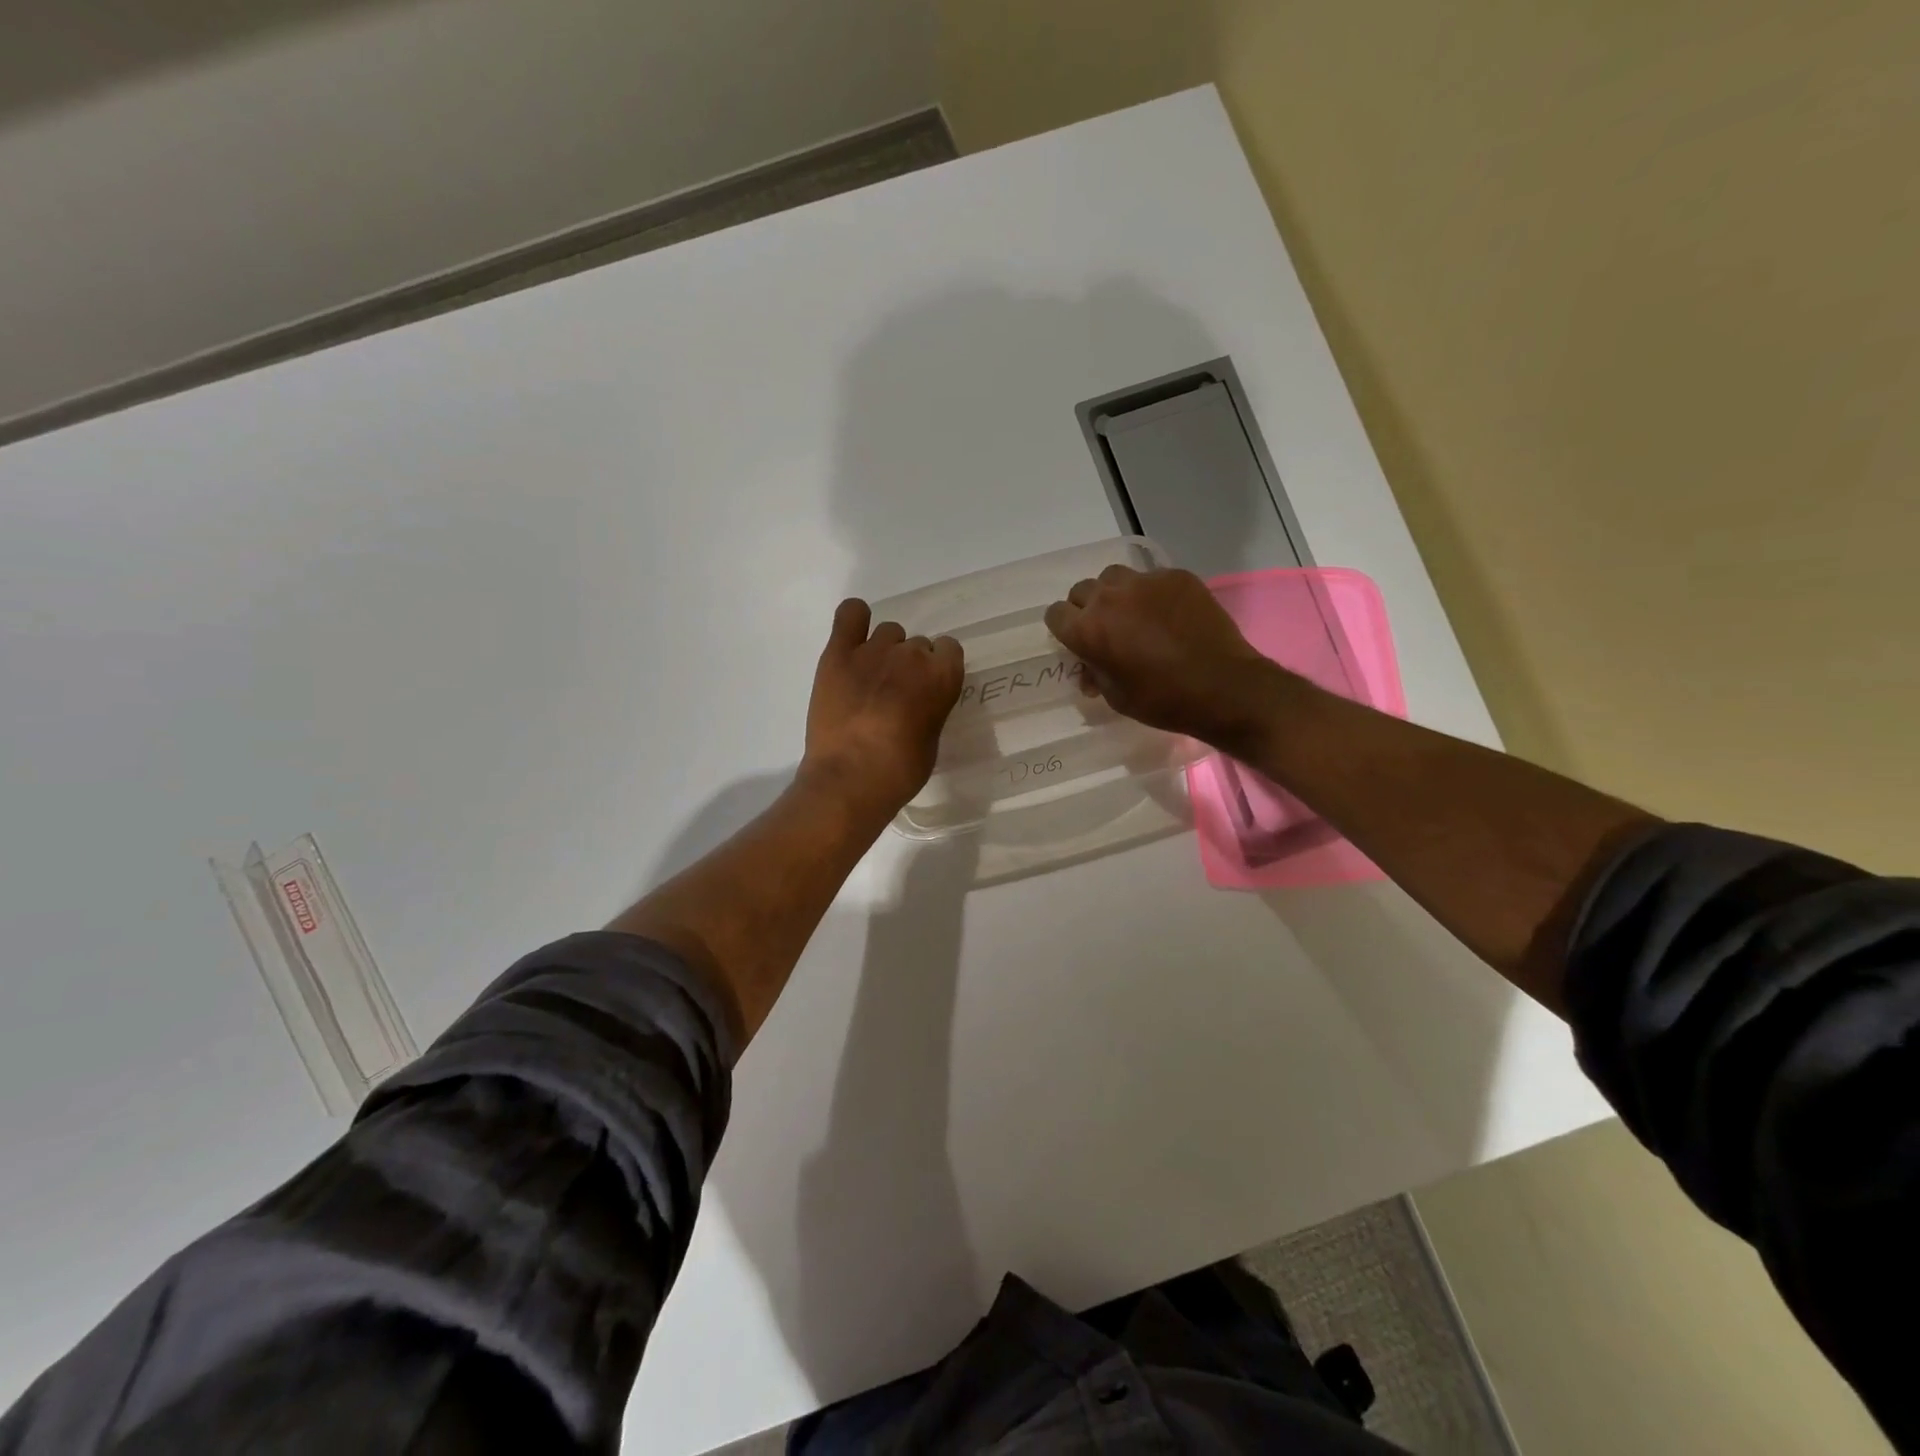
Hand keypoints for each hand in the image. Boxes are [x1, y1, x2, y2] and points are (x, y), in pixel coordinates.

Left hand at [803, 598, 964, 816]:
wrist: (849, 778)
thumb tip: (919, 701)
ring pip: (888, 632)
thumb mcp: (931, 740)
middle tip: (895, 693)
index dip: (938, 668)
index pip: (949, 649)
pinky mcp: (838, 653)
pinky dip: (855, 619)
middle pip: (917, 644)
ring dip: (885, 650)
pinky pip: (851, 614)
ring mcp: (873, 650)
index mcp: (942, 676)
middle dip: (909, 665)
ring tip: (871, 678)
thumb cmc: (899, 771)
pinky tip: (852, 637)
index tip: (927, 688)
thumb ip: (932, 708)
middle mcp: (912, 655)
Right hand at [1044, 565, 1278, 748]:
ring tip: (1135, 615)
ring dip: (1116, 594)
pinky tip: (1169, 614)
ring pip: (1114, 577)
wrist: (1224, 687)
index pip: (1055, 614)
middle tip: (1107, 630)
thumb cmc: (1162, 700)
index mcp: (1088, 630)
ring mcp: (1145, 582)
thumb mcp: (1116, 696)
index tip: (1077, 641)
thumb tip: (1090, 666)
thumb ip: (1095, 672)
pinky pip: (1152, 578)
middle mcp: (1109, 598)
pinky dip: (1152, 594)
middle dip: (1088, 609)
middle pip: (1082, 591)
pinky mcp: (1176, 576)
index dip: (1064, 628)